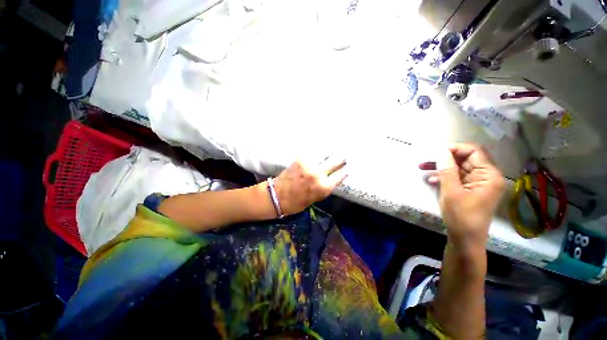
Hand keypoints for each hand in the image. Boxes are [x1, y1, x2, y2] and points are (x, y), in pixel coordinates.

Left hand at [273, 157, 348, 215]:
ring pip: (324, 154)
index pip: (341, 174)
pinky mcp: (300, 159)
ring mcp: (309, 165)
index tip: (348, 166)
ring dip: (329, 152)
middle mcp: (319, 174)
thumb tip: (332, 177)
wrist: (277, 196)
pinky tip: (319, 150)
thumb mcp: (316, 197)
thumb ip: (325, 186)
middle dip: (341, 158)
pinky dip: (316, 152)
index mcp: (324, 187)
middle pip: (335, 161)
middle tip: (343, 155)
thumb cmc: (297, 202)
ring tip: (332, 149)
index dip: (345, 170)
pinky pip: (312, 153)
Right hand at [420, 144, 504, 247]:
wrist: (465, 239)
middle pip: (464, 159)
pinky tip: (431, 180)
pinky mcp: (470, 189)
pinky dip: (443, 177)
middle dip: (444, 159)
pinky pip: (457, 178)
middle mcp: (486, 176)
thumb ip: (447, 170)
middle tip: (424, 161)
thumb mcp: (451, 192)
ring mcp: (478, 183)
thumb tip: (441, 151)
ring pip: (458, 168)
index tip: (435, 152)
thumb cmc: (461, 216)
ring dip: (441, 167)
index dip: (454, 149)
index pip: (474, 151)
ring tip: (422, 168)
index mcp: (488, 175)